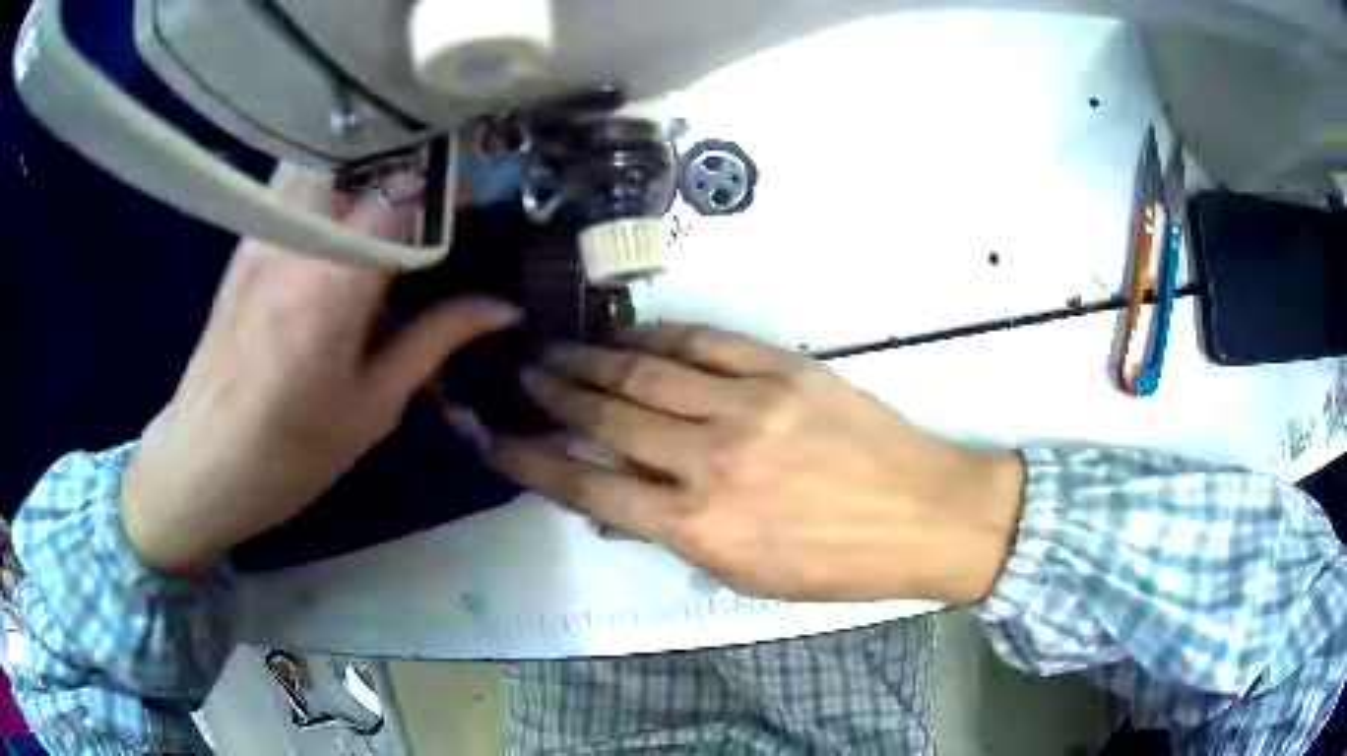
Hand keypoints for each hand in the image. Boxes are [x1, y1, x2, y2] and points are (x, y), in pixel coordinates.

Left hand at [120, 166, 519, 572]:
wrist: (202, 463)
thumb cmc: (290, 452)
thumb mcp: (373, 407)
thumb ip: (436, 341)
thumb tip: (502, 307)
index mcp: (335, 282)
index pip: (407, 192)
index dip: (452, 185)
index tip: (480, 200)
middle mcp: (298, 237)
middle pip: (367, 157)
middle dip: (415, 160)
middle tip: (446, 190)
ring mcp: (266, 230)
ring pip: (329, 157)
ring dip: (371, 161)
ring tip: (401, 191)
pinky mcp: (248, 239)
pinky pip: (300, 181)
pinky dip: (335, 177)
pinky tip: (349, 212)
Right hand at [493, 324, 1024, 603]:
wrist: (925, 515)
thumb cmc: (837, 564)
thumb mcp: (746, 577)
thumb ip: (677, 535)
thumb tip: (618, 501)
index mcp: (699, 527)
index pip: (588, 486)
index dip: (531, 459)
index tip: (496, 437)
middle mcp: (710, 461)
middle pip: (607, 417)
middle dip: (553, 394)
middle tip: (523, 375)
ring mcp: (748, 407)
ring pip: (647, 374)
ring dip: (593, 359)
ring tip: (557, 348)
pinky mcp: (783, 370)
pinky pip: (705, 344)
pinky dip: (659, 337)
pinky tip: (631, 335)